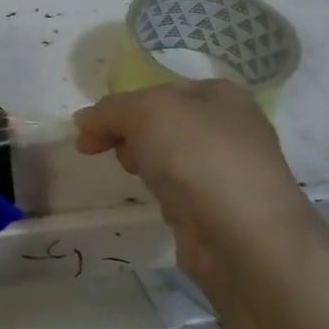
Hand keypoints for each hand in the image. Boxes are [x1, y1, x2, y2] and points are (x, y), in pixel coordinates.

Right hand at [73, 82, 325, 305]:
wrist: (244, 236)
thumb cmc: (198, 157)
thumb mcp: (146, 113)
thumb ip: (111, 110)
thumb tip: (85, 120)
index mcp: (221, 95)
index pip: (157, 91)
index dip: (118, 107)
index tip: (87, 130)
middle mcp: (230, 128)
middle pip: (160, 124)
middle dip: (127, 134)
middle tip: (108, 152)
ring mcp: (228, 170)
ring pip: (168, 157)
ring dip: (144, 164)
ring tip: (136, 177)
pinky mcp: (220, 208)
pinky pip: (179, 190)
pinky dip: (163, 195)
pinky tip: (161, 204)